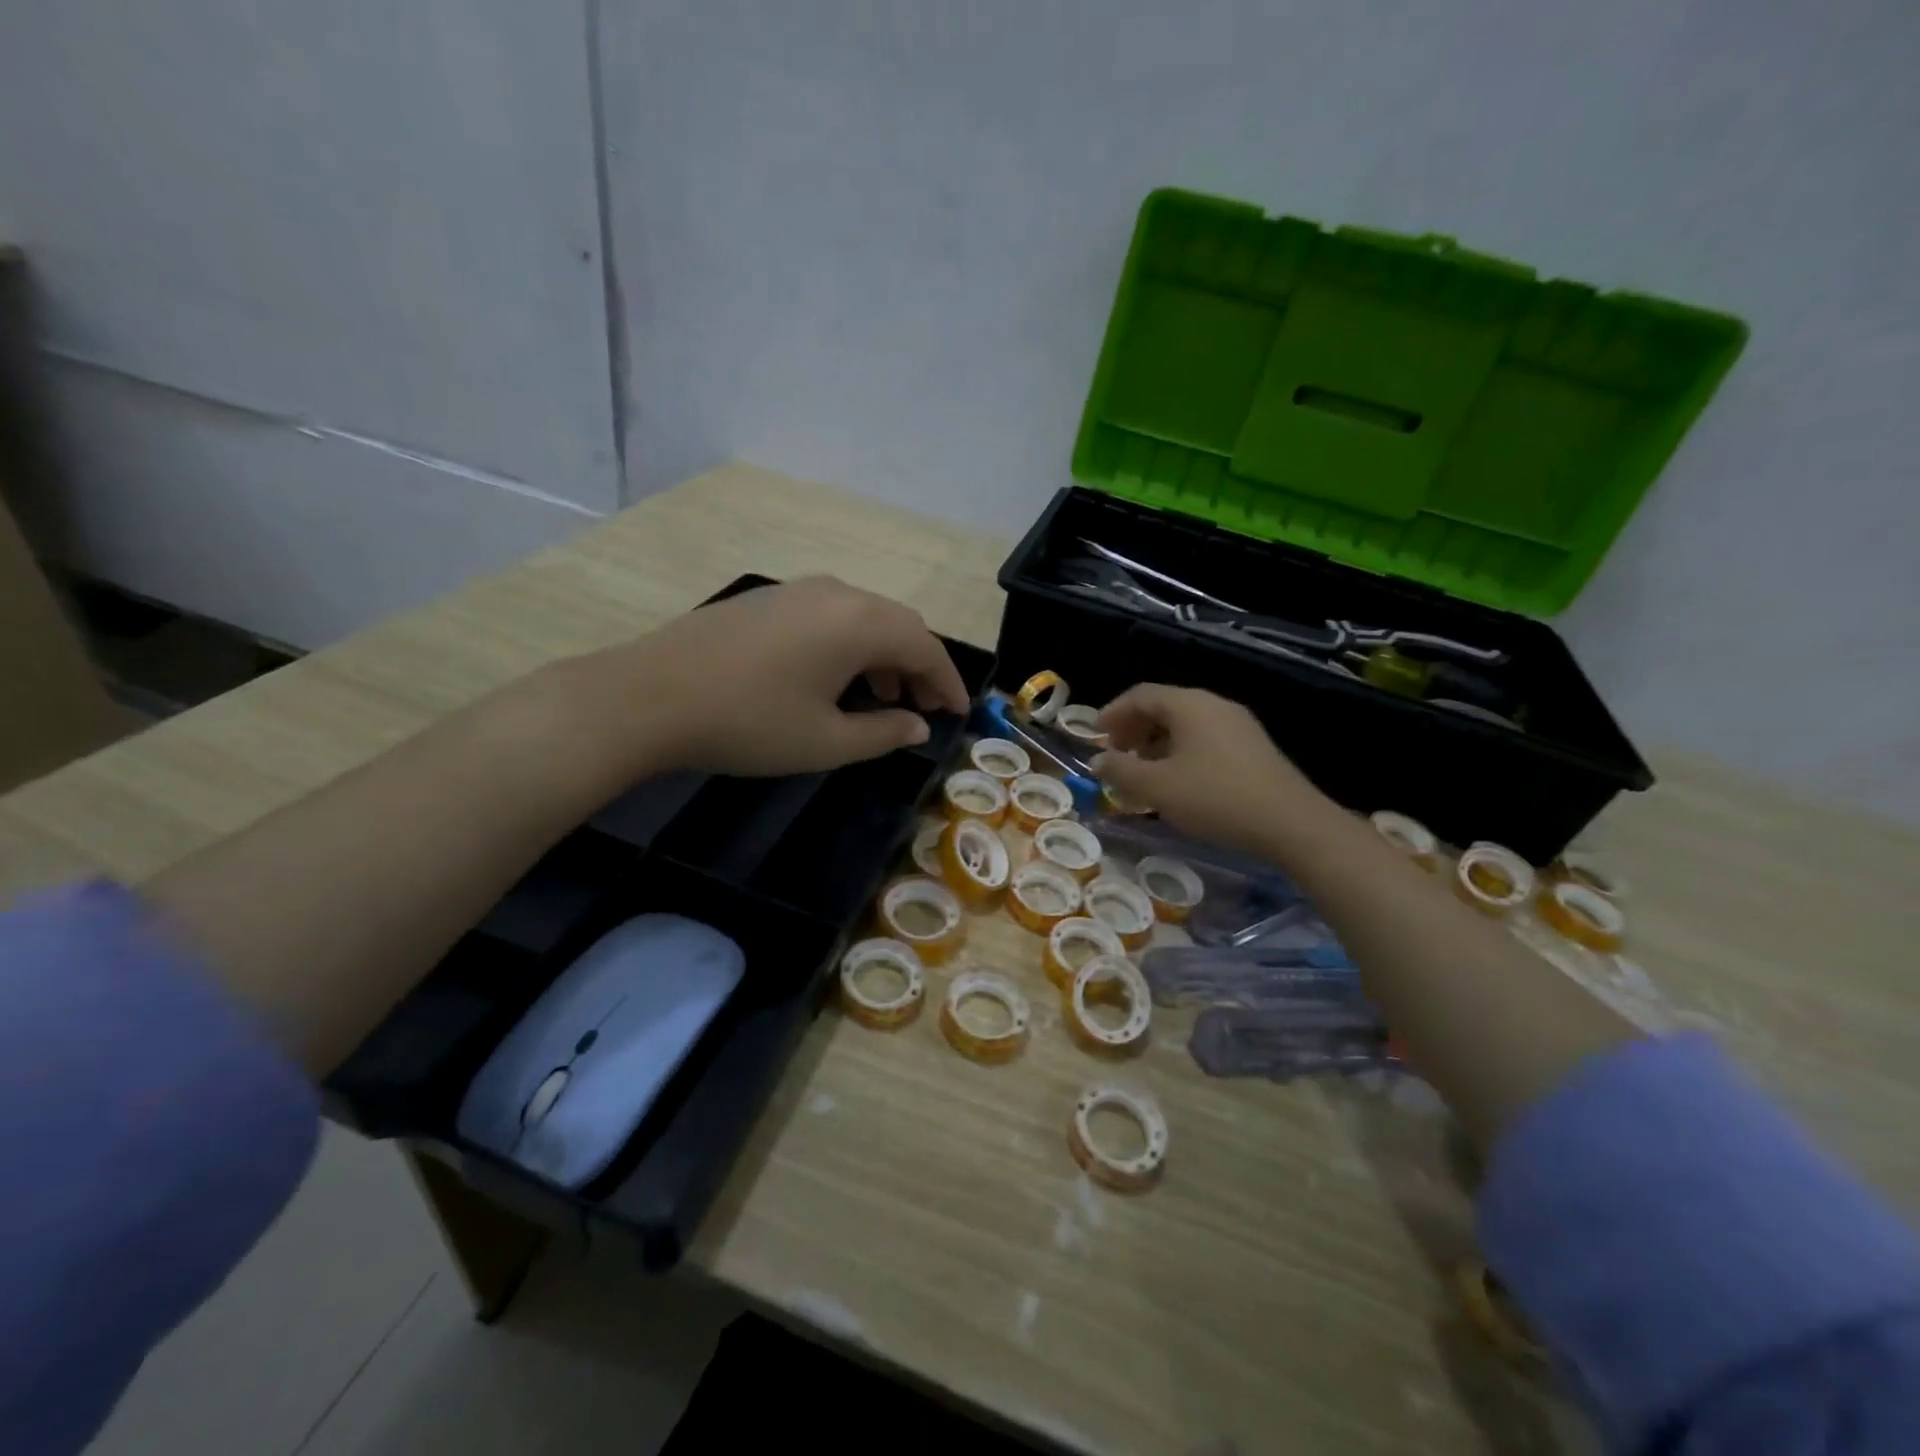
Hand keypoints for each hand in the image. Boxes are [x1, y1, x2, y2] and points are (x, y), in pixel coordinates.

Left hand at [579, 576, 969, 778]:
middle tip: (925, 708)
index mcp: (860, 623)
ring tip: (883, 698)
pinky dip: (850, 645)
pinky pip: (830, 616)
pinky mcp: (767, 600)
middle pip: (897, 625)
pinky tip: (834, 679)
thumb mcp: (826, 742)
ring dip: (884, 655)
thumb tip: (918, 725)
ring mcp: (797, 591)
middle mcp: (836, 594)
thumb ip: (883, 734)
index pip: (924, 648)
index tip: (960, 712)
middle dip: (918, 666)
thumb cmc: (749, 723)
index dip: (947, 682)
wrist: (648, 696)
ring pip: (862, 617)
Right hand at [1093, 685, 1327, 853]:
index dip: (1113, 713)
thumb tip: (1098, 761)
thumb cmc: (1215, 798)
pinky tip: (1177, 781)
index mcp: (1189, 705)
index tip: (1095, 736)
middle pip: (1163, 706)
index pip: (1141, 695)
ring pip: (1185, 724)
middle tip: (1116, 755)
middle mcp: (1214, 705)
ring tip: (1143, 772)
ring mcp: (1238, 725)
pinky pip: (1204, 738)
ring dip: (1156, 743)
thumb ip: (1120, 770)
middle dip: (1134, 729)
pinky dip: (1180, 751)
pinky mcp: (1252, 747)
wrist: (1291, 823)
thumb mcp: (1157, 788)